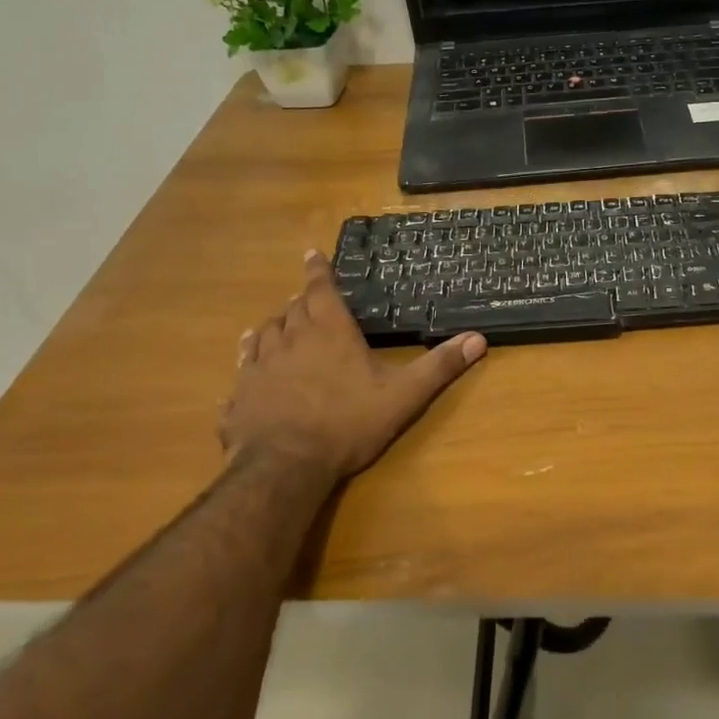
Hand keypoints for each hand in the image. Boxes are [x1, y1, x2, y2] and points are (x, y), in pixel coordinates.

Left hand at [219, 252, 487, 478]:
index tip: (312, 253)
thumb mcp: (403, 395)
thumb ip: (438, 366)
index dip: (318, 270)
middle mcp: (290, 338)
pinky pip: (243, 366)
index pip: (320, 289)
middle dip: (301, 300)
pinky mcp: (241, 392)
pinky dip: (249, 358)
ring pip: (264, 332)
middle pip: (292, 309)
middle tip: (306, 298)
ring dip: (274, 324)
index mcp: (329, 331)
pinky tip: (249, 365)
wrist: (285, 464)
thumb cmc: (348, 423)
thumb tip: (478, 339)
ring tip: (277, 323)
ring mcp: (260, 365)